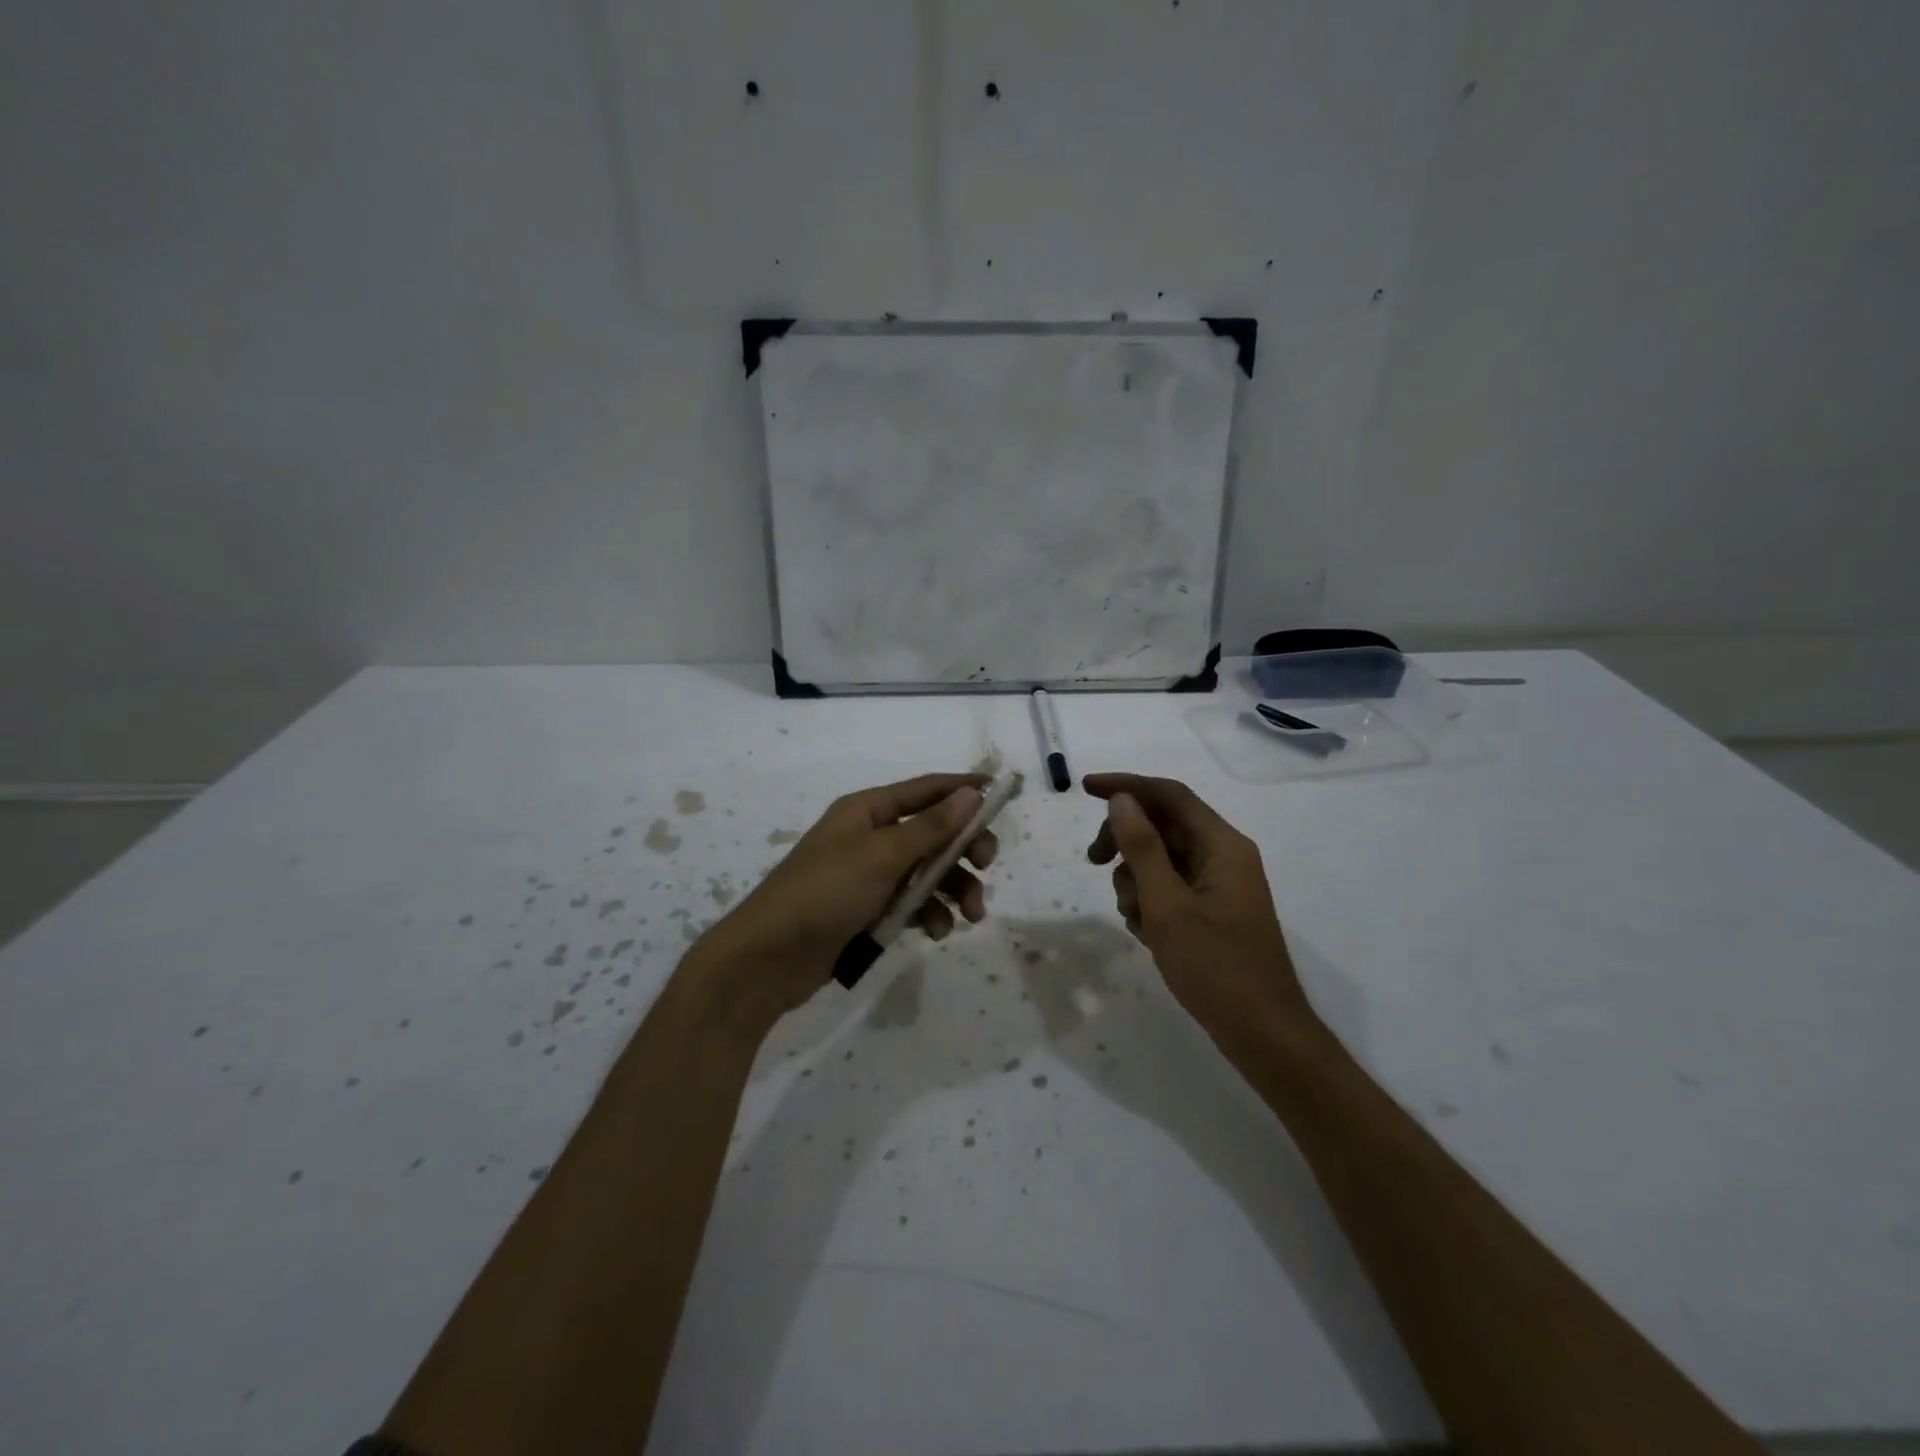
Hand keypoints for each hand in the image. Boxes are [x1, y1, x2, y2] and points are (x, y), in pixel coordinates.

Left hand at [693, 773, 999, 1023]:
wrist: (768, 959)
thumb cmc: (825, 893)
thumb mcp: (882, 856)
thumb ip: (930, 827)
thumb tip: (970, 793)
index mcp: (867, 810)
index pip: (925, 789)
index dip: (963, 788)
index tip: (1001, 791)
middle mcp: (869, 837)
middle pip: (932, 833)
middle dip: (963, 849)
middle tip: (988, 865)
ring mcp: (868, 876)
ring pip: (926, 873)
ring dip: (953, 890)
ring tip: (971, 915)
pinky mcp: (867, 911)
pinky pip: (910, 904)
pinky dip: (929, 914)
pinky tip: (936, 932)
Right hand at [1084, 773, 1315, 1052]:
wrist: (1262, 1034)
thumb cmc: (1215, 967)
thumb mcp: (1167, 905)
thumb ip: (1142, 848)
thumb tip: (1121, 800)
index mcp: (1222, 845)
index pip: (1170, 795)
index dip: (1126, 786)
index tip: (1085, 788)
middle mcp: (1223, 856)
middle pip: (1162, 826)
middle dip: (1125, 841)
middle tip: (1093, 863)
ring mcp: (1218, 885)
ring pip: (1161, 860)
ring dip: (1135, 880)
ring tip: (1136, 920)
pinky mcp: (1211, 910)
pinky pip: (1170, 888)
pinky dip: (1150, 902)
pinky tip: (1147, 934)